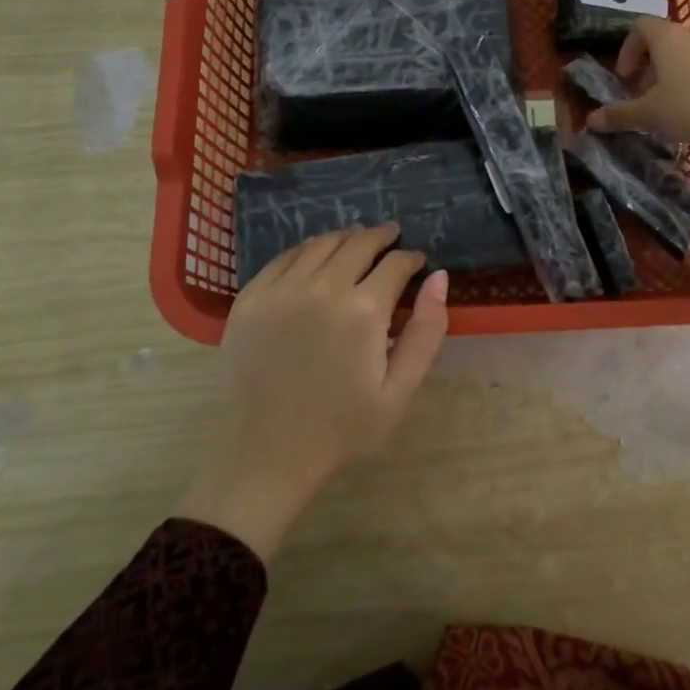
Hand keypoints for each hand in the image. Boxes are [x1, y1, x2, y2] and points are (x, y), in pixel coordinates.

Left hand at [176, 222, 448, 561]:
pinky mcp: (250, 298)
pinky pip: (284, 257)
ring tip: (357, 240)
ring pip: (321, 243)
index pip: (395, 264)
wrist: (268, 453)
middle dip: (381, 237)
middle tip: (391, 237)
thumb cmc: (343, 428)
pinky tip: (316, 255)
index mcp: (363, 311)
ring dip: (345, 238)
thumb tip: (439, 277)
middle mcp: (322, 288)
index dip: (410, 258)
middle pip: (358, 243)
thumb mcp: (400, 390)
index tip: (416, 261)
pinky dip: (307, 249)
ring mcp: (281, 290)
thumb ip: (426, 331)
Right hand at [585, 17, 689, 177]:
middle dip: (648, 64)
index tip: (625, 76)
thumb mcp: (649, 114)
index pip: (639, 26)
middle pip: (663, 39)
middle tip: (643, 92)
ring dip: (671, 71)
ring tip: (668, 101)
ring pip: (685, 51)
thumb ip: (619, 115)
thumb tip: (590, 121)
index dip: (627, 49)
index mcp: (666, 37)